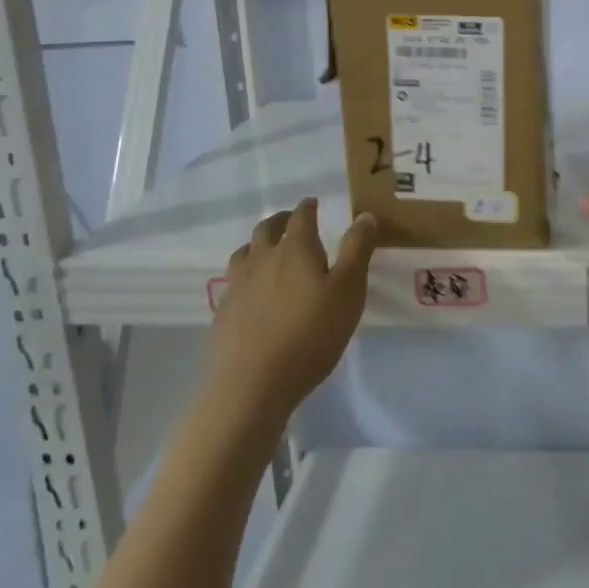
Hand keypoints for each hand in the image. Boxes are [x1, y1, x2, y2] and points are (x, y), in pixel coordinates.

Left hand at [209, 198, 377, 422]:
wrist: (251, 385)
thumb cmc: (310, 334)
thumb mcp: (348, 291)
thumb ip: (357, 250)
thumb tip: (365, 215)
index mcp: (295, 249)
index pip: (301, 217)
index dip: (308, 207)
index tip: (314, 202)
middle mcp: (262, 259)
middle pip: (267, 229)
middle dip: (281, 220)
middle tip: (292, 221)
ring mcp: (238, 285)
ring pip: (245, 252)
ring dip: (259, 244)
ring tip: (269, 250)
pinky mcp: (223, 312)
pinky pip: (235, 281)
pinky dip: (246, 275)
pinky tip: (253, 291)